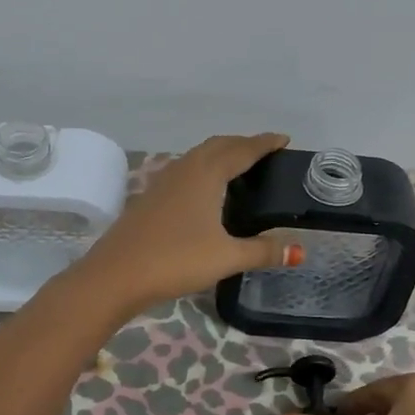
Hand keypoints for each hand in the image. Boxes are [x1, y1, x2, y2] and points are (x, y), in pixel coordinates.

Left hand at [79, 133, 296, 312]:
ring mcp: (164, 181)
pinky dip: (204, 169)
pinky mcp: (151, 197)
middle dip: (243, 144)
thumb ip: (263, 251)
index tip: (284, 139)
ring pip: (198, 156)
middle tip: (266, 153)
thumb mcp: (226, 257)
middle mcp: (185, 169)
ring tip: (240, 168)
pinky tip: (206, 191)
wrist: (116, 275)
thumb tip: (298, 250)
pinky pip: (185, 170)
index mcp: (206, 174)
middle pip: (219, 146)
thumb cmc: (176, 260)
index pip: (242, 150)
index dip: (264, 143)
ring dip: (221, 154)